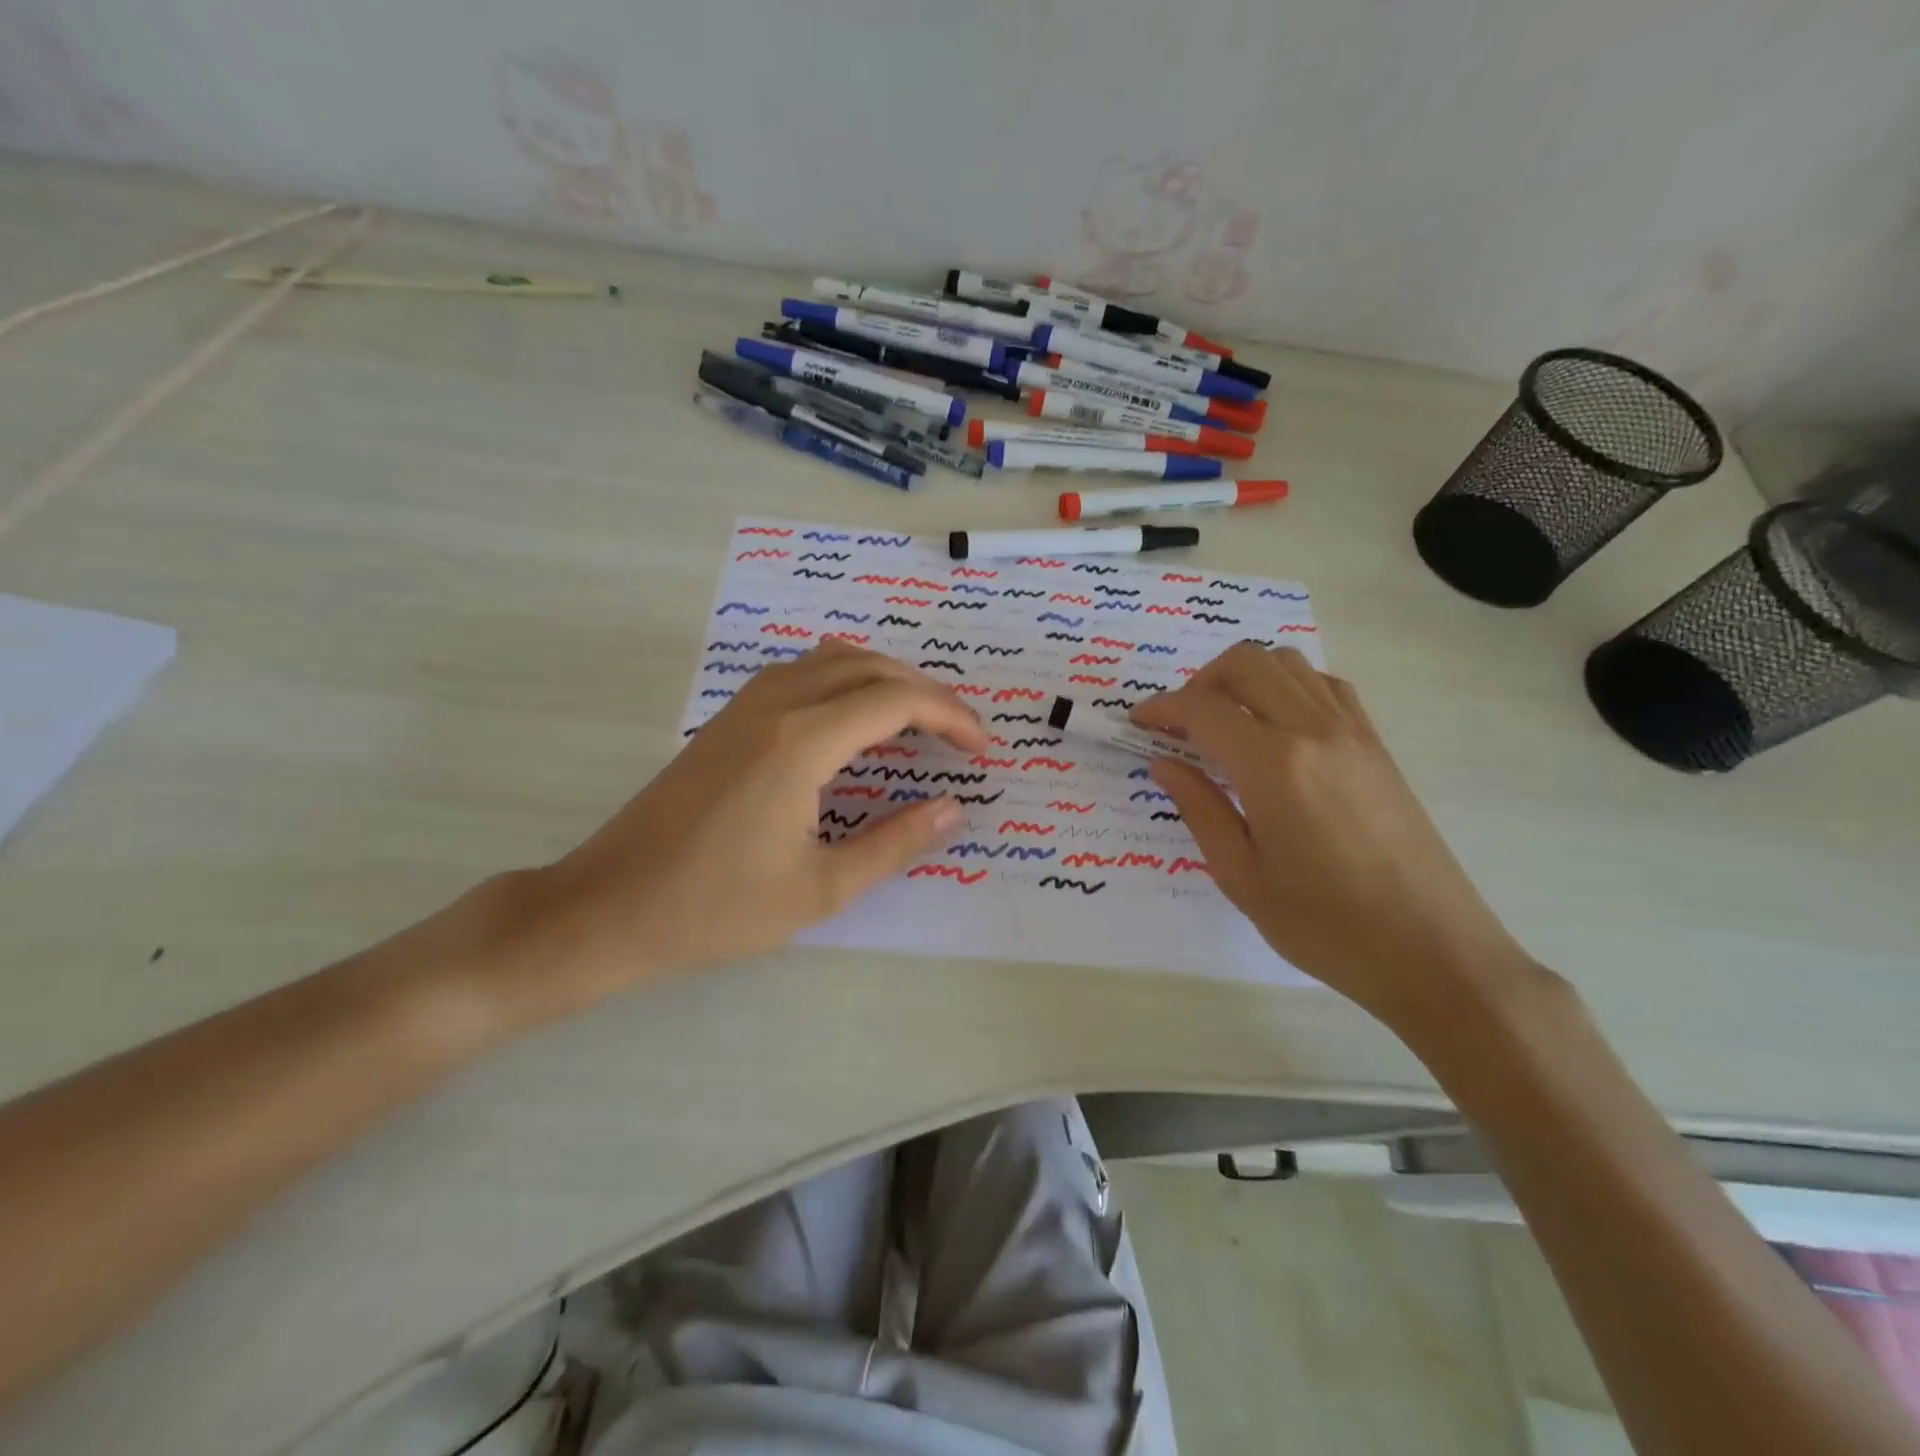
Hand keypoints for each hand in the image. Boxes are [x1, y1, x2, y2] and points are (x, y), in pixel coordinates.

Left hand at [476, 642, 985, 1025]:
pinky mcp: (727, 719)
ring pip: (832, 659)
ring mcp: (745, 706)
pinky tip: (854, 719)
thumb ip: (895, 844)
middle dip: (927, 692)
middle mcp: (775, 705)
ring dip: (885, 678)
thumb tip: (953, 809)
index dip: (951, 717)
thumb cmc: (716, 907)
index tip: (982, 749)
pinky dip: (845, 680)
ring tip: (918, 720)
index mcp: (801, 742)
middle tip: (961, 734)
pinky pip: (801, 672)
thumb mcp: (820, 889)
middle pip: (869, 666)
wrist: (609, 906)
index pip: (896, 700)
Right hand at [1131, 644, 1537, 1031]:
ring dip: (1244, 677)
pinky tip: (1277, 728)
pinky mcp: (1377, 746)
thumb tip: (1163, 762)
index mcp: (1273, 766)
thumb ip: (1199, 808)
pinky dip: (1288, 686)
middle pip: (1245, 664)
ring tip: (1225, 722)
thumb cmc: (1325, 926)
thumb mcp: (1241, 876)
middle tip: (1179, 724)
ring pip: (1288, 663)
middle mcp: (1314, 731)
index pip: (1203, 708)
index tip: (1138, 723)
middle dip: (1200, 682)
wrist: (1434, 952)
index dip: (1161, 708)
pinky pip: (1326, 686)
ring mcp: (1353, 733)